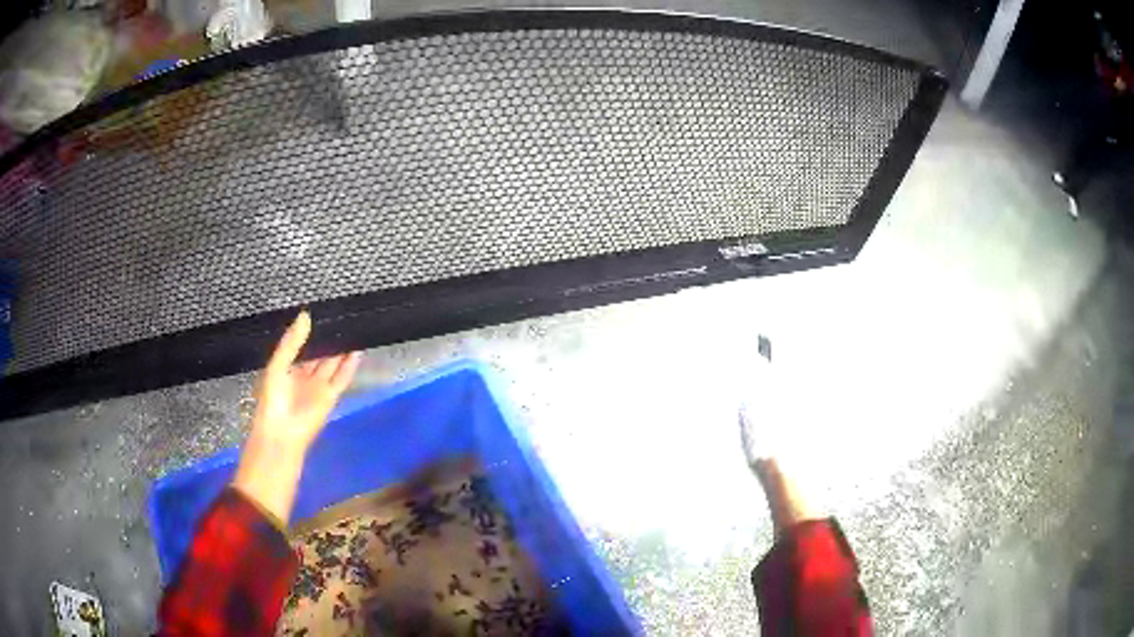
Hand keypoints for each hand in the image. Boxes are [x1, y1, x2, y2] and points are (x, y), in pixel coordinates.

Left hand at [252, 310, 360, 453]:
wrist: (282, 433)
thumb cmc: (273, 399)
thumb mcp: (278, 365)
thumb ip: (291, 342)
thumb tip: (306, 315)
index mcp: (286, 368)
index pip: (300, 345)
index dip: (309, 331)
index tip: (320, 312)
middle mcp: (303, 375)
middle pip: (318, 354)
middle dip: (328, 338)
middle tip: (339, 316)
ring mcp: (318, 386)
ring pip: (332, 363)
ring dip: (341, 349)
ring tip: (352, 328)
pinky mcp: (331, 396)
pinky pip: (342, 378)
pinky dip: (350, 366)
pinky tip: (358, 350)